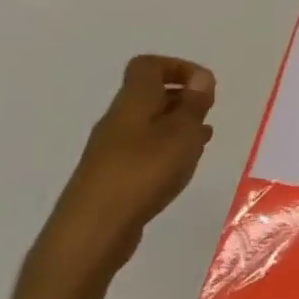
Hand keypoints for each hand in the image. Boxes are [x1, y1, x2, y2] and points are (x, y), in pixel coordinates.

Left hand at [36, 55, 215, 285]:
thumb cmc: (143, 172)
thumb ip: (194, 103)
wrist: (92, 232)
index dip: (178, 68)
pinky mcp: (112, 177)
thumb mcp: (181, 132)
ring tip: (202, 141)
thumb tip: (201, 77)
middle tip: (207, 114)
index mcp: (133, 101)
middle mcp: (118, 120)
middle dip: (182, 99)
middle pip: (149, 95)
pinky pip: (144, 151)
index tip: (203, 87)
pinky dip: (166, 151)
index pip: (148, 66)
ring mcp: (111, 150)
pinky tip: (181, 167)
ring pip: (149, 124)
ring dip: (177, 127)